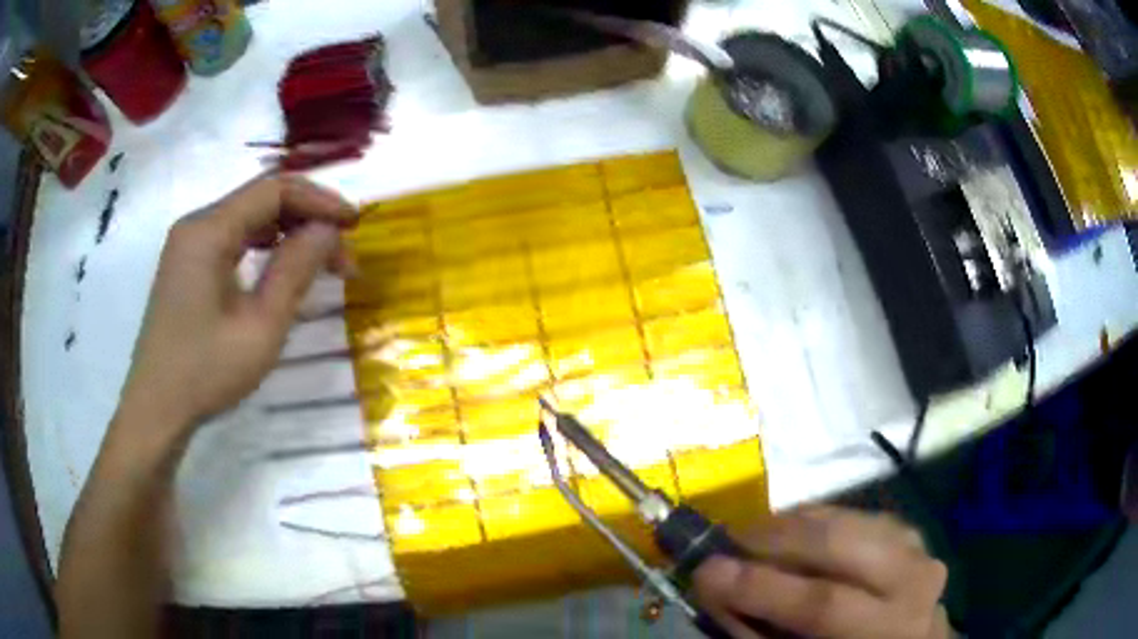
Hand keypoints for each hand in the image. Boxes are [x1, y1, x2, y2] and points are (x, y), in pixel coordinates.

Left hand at [116, 174, 356, 438]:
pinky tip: (280, 266)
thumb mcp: (260, 327)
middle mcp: (196, 224)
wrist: (156, 410)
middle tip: (342, 254)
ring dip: (287, 231)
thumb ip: (295, 270)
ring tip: (319, 261)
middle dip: (306, 218)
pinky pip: (232, 238)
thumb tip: (328, 230)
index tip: (354, 225)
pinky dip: (263, 245)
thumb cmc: (205, 372)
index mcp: (208, 230)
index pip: (273, 190)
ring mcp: (187, 244)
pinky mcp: (186, 264)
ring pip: (247, 217)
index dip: (319, 200)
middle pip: (260, 199)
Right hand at [694, 507, 949, 638]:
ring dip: (794, 524)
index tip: (705, 572)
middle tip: (727, 542)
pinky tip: (794, 533)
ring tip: (754, 537)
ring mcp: (917, 549)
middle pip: (843, 544)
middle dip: (776, 538)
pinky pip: (857, 514)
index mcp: (886, 631)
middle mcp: (913, 583)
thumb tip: (715, 585)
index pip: (823, 604)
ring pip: (850, 520)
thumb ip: (757, 630)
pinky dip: (819, 519)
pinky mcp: (909, 531)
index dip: (761, 588)